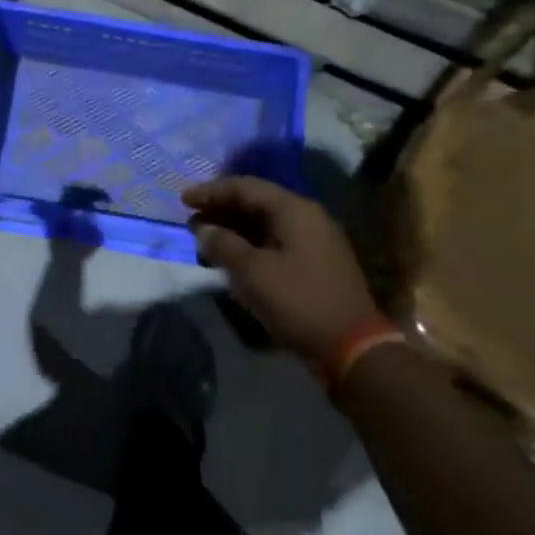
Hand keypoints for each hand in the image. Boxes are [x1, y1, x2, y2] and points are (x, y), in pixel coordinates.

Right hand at [182, 177, 379, 359]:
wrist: (352, 348)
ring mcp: (314, 240)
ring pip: (265, 223)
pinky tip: (231, 257)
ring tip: (204, 239)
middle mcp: (307, 217)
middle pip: (256, 202)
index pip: (245, 187)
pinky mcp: (315, 263)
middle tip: (191, 220)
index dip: (211, 191)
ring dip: (233, 228)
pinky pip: (275, 241)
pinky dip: (249, 244)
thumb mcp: (253, 273)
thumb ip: (223, 245)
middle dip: (221, 209)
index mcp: (294, 210)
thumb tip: (203, 229)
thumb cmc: (299, 302)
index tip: (183, 200)